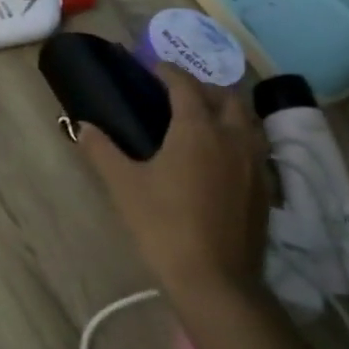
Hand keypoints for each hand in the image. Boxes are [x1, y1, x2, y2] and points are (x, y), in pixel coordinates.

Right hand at [80, 62, 269, 300]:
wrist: (215, 280)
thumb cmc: (164, 226)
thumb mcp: (124, 186)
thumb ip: (102, 151)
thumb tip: (83, 126)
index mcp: (197, 129)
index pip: (185, 86)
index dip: (169, 72)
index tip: (154, 67)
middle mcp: (232, 137)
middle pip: (226, 97)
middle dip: (203, 87)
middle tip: (179, 93)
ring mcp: (255, 163)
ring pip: (247, 120)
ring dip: (227, 110)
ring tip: (204, 119)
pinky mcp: (265, 189)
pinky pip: (255, 146)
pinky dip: (238, 137)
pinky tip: (222, 156)